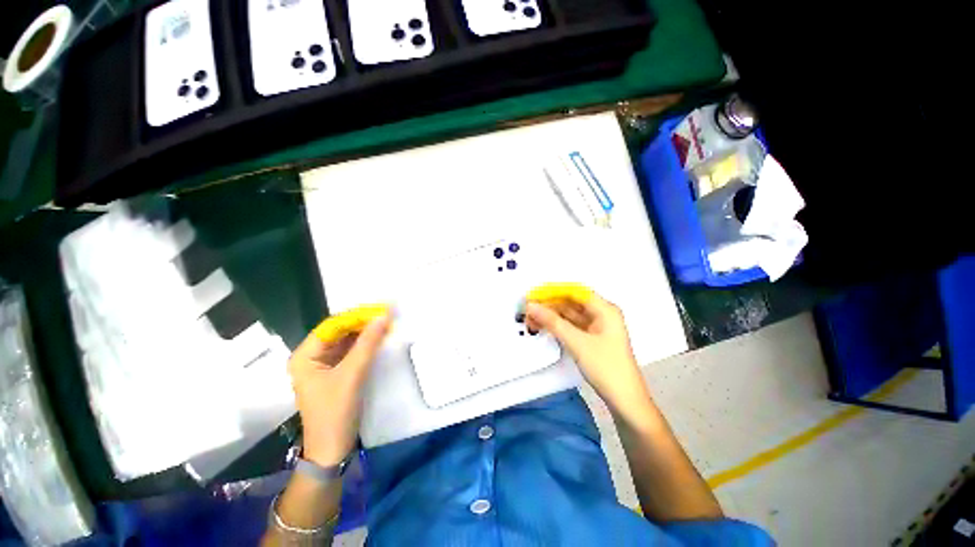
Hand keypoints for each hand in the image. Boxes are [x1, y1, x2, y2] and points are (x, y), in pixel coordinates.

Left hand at [287, 314, 391, 466]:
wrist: (332, 449)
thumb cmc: (335, 412)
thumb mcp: (352, 375)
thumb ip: (367, 344)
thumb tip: (383, 316)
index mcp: (305, 356)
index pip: (332, 326)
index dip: (357, 316)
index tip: (381, 309)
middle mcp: (312, 357)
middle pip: (340, 331)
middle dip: (363, 323)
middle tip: (387, 315)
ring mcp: (324, 365)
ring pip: (347, 340)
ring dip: (366, 333)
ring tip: (387, 323)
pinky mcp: (336, 373)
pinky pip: (351, 351)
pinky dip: (366, 344)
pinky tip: (380, 339)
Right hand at [525, 293, 652, 419]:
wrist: (625, 401)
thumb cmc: (606, 367)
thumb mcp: (577, 342)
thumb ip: (552, 322)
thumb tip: (531, 306)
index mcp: (605, 309)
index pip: (574, 291)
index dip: (553, 291)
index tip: (533, 295)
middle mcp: (602, 314)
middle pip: (571, 302)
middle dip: (549, 305)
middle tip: (528, 309)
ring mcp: (597, 327)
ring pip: (570, 315)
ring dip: (551, 316)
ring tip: (531, 318)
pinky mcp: (592, 339)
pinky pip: (572, 326)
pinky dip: (557, 326)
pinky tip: (544, 327)